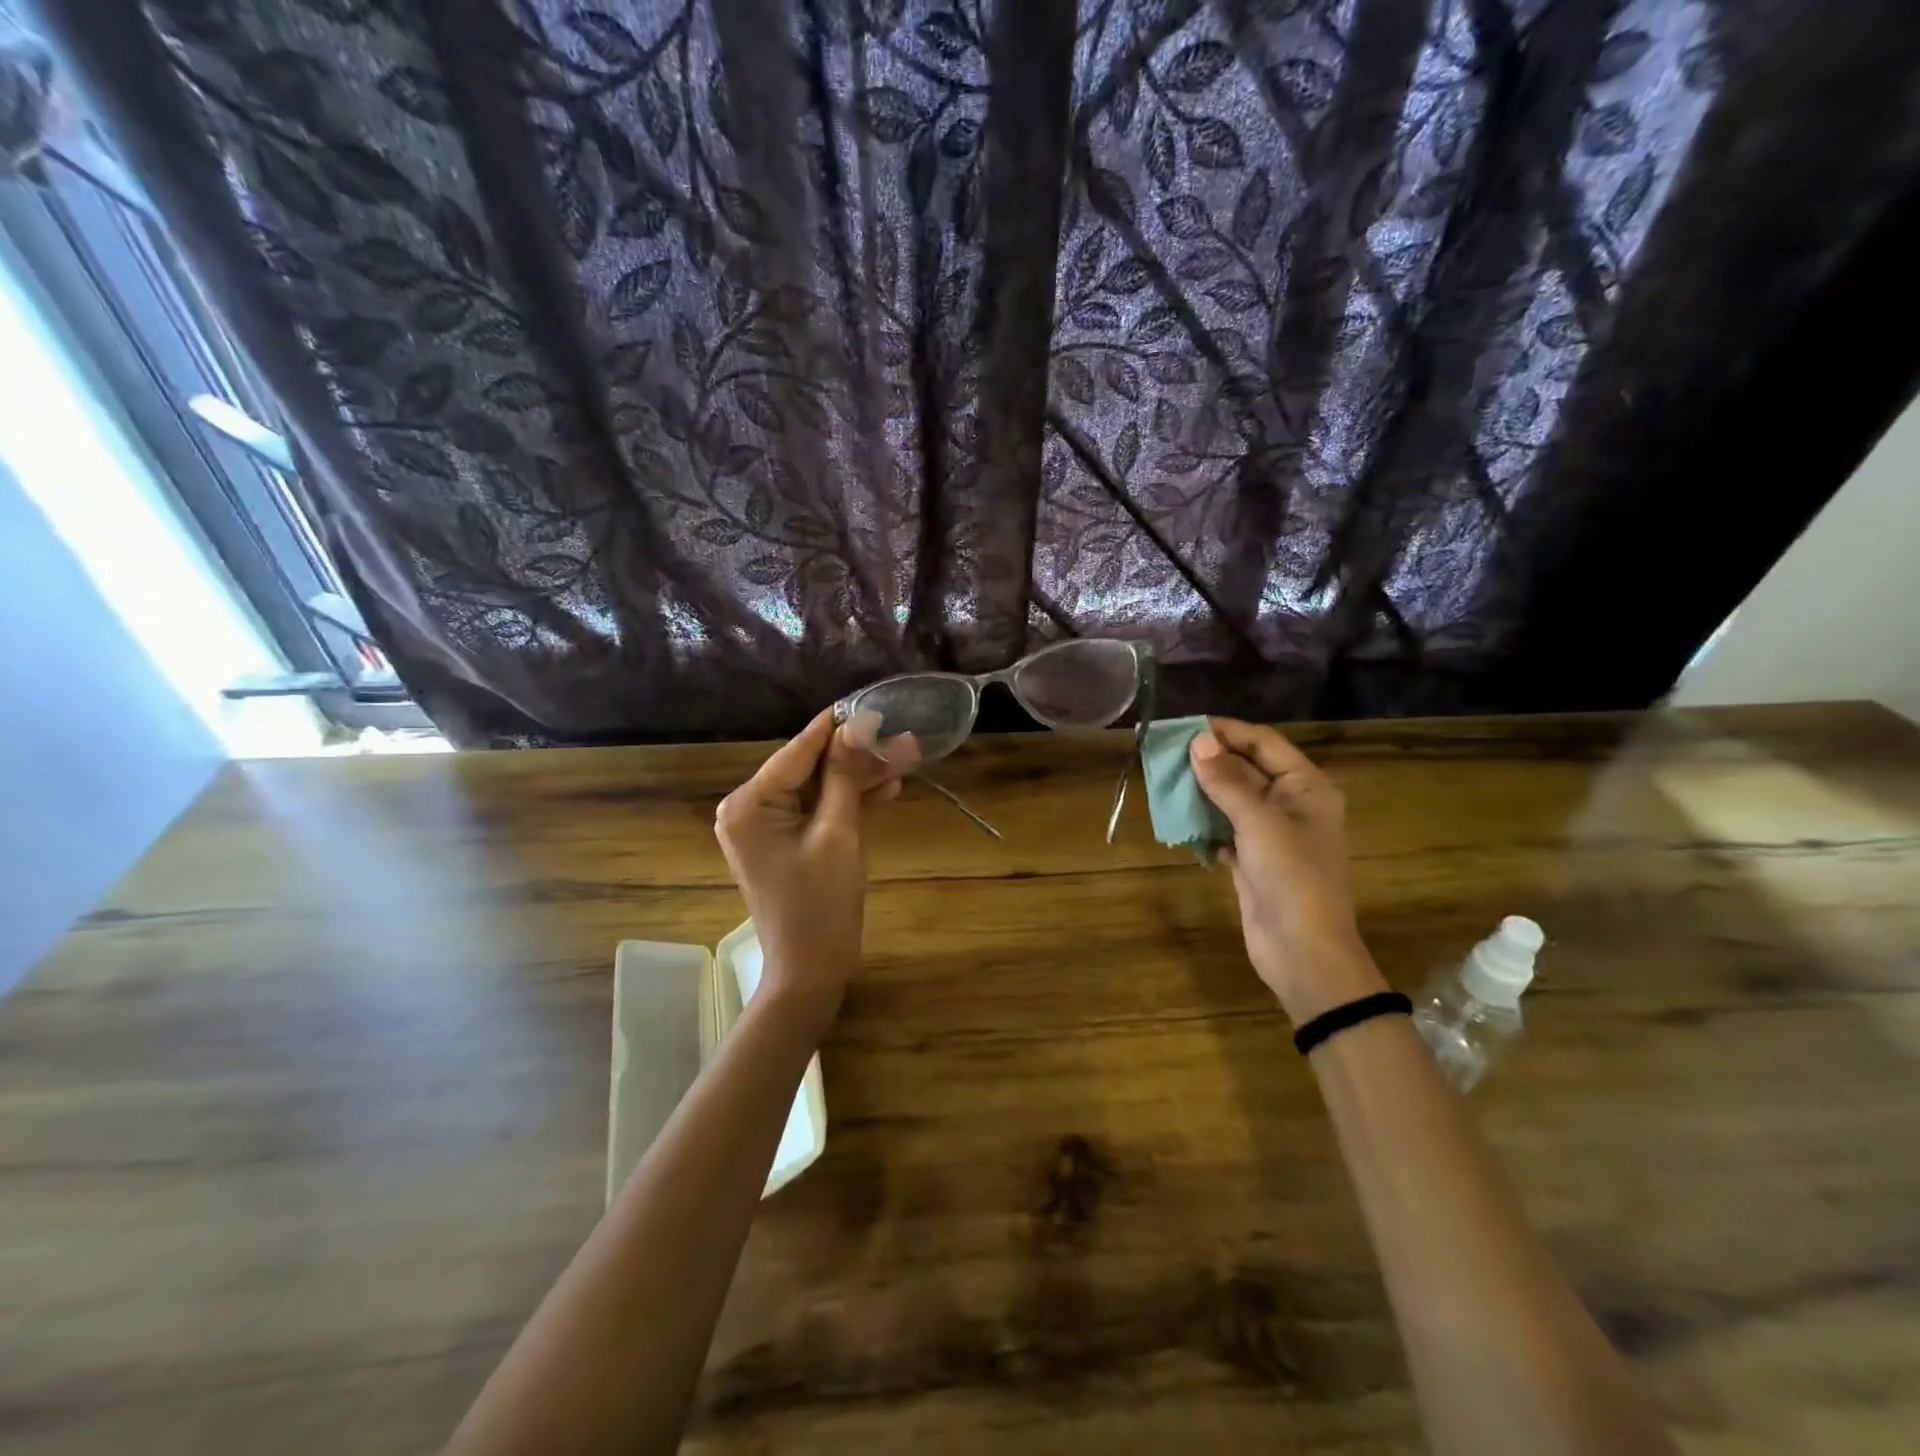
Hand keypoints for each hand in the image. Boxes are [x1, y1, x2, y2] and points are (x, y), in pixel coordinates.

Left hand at [714, 708, 917, 1021]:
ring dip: (861, 778)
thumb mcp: (838, 833)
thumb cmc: (821, 903)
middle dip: (858, 756)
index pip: (797, 751)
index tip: (872, 702)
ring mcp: (770, 827)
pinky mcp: (789, 842)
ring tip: (907, 757)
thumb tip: (859, 723)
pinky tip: (889, 787)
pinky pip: (821, 812)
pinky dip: (851, 803)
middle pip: (811, 769)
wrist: (812, 970)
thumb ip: (845, 775)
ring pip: (821, 789)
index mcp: (749, 804)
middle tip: (903, 737)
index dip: (838, 727)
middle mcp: (751, 808)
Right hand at [1189, 718, 1385, 1024]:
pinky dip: (1204, 822)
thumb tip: (1198, 741)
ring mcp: (1272, 834)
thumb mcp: (1258, 822)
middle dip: (1209, 760)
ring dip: (1202, 791)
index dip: (1226, 732)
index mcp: (1306, 786)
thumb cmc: (1291, 877)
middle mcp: (1291, 804)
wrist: (1304, 952)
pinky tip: (1179, 818)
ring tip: (1164, 780)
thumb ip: (1227, 781)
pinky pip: (1224, 829)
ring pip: (1232, 799)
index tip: (1184, 727)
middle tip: (1165, 753)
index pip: (1264, 743)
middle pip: (1246, 769)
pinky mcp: (1253, 860)